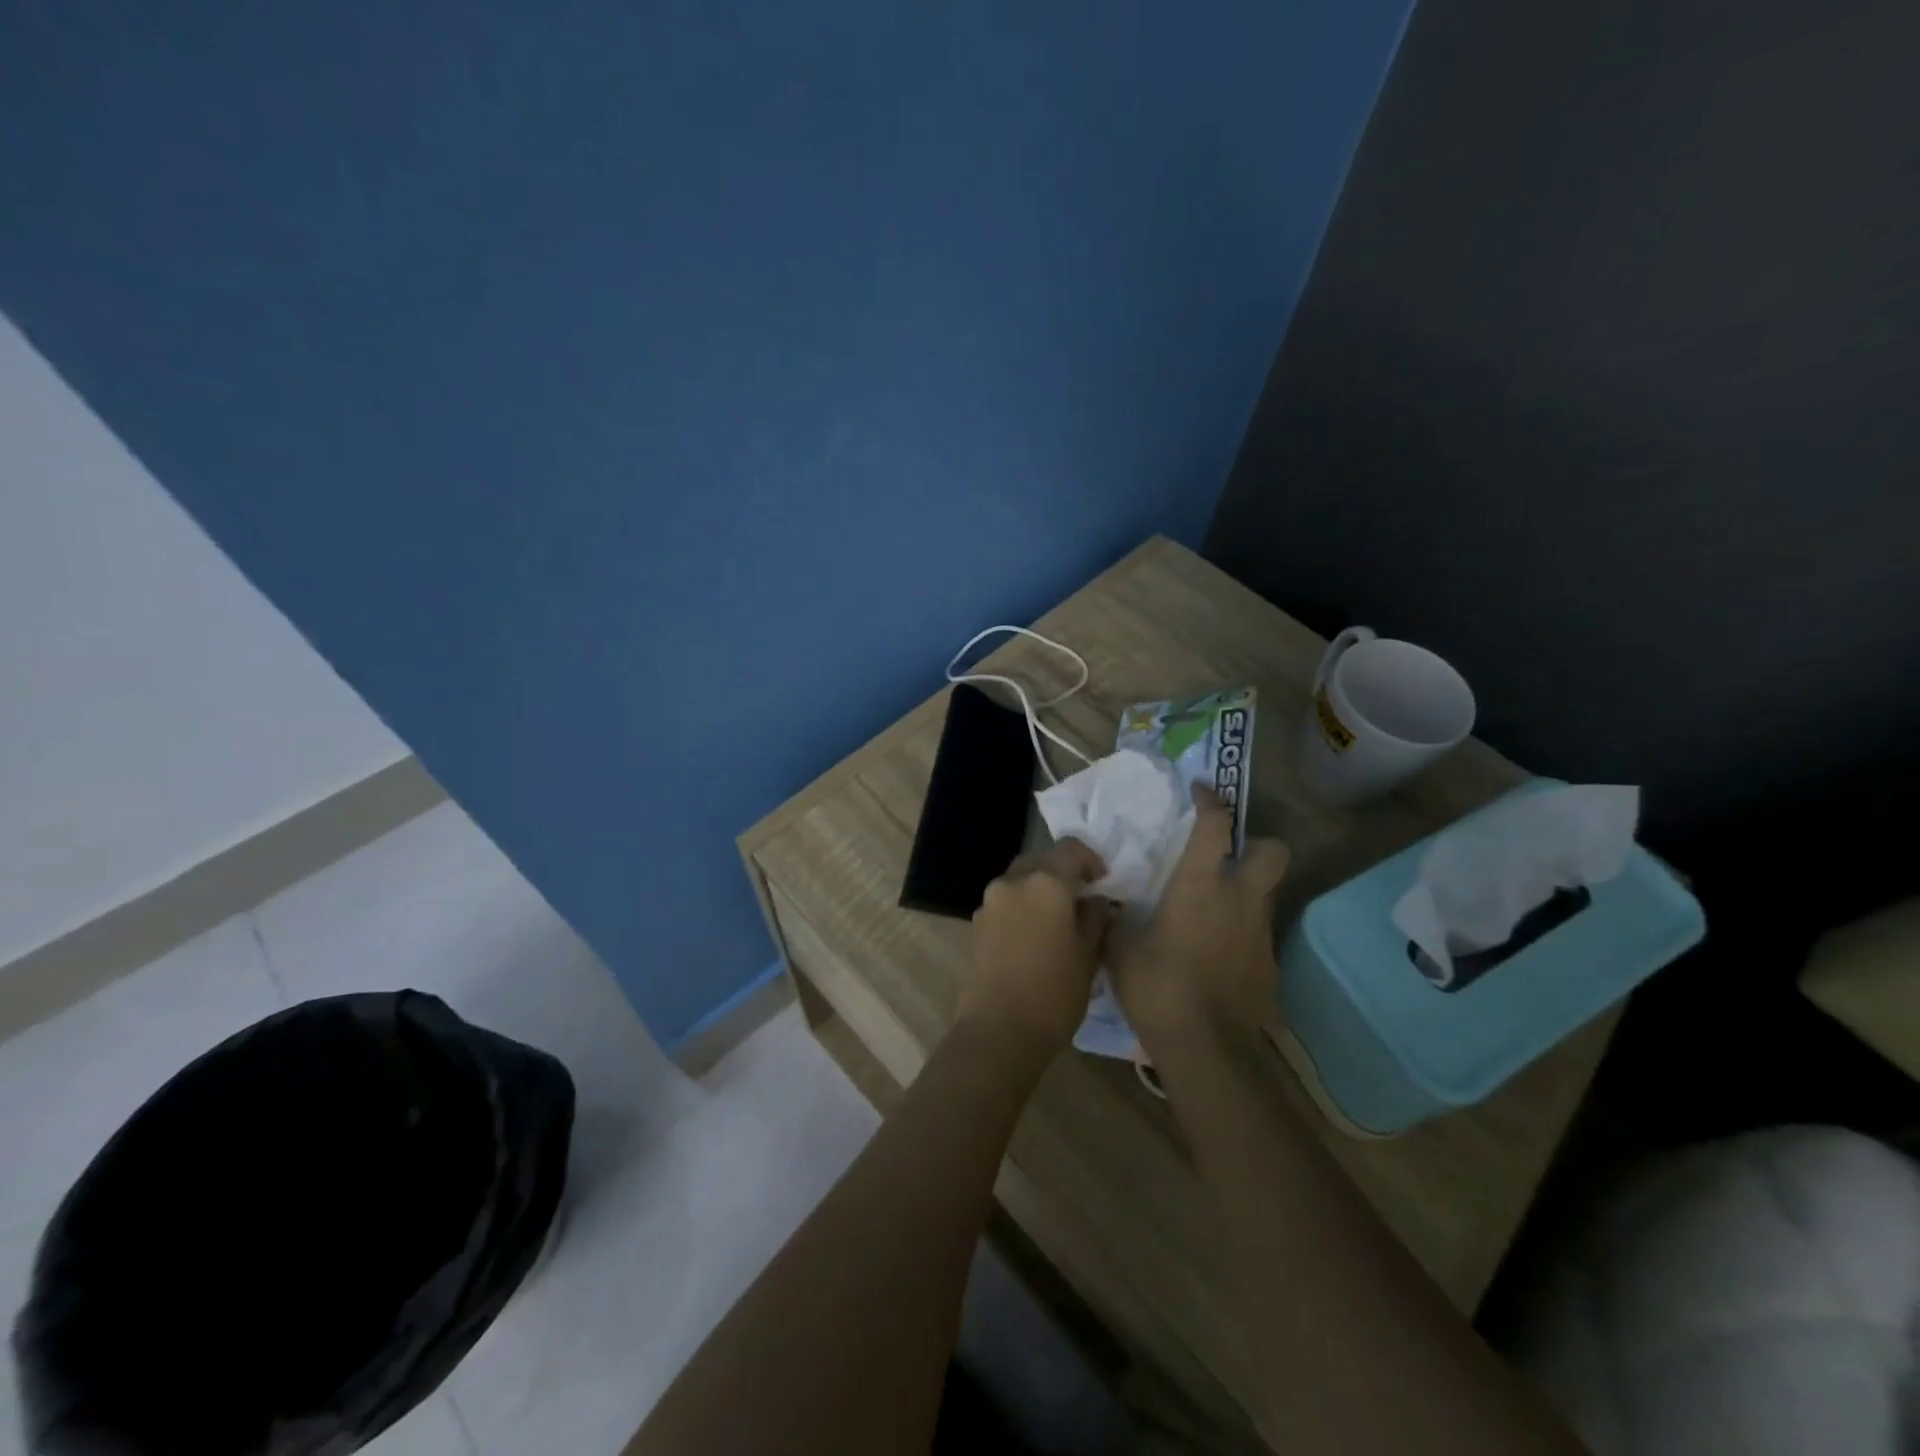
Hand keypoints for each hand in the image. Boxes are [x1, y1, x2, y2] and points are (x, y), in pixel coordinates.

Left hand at [960, 839, 1111, 1057]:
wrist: (997, 1032)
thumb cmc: (1053, 993)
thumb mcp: (1088, 955)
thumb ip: (1095, 918)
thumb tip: (1096, 902)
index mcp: (1044, 882)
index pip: (1070, 848)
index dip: (1091, 859)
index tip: (1102, 882)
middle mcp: (1012, 882)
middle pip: (1041, 860)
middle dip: (1062, 872)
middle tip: (1081, 899)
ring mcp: (989, 902)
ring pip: (1019, 880)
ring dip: (1039, 889)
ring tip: (1057, 920)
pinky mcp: (976, 924)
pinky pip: (1004, 902)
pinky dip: (1021, 907)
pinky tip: (1033, 937)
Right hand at [1107, 784, 1290, 1045]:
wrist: (1206, 1048)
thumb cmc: (1158, 986)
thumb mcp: (1119, 946)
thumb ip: (1115, 917)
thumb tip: (1107, 901)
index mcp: (1202, 884)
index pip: (1216, 825)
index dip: (1210, 800)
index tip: (1201, 790)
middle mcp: (1241, 899)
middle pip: (1273, 851)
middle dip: (1257, 845)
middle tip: (1228, 857)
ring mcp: (1261, 933)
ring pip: (1266, 895)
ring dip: (1246, 892)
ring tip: (1211, 912)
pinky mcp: (1269, 967)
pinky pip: (1258, 935)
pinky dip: (1241, 934)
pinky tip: (1216, 956)